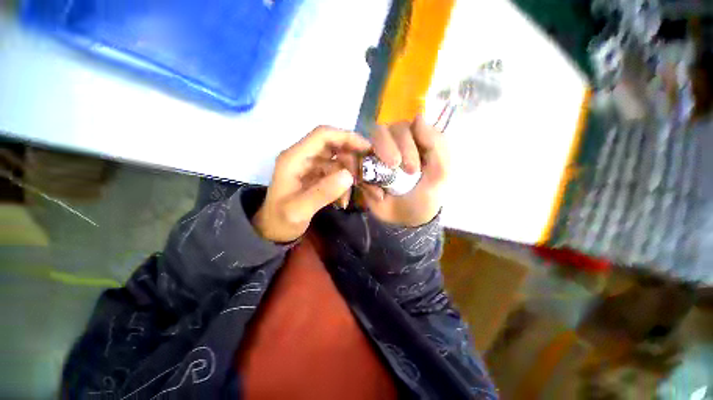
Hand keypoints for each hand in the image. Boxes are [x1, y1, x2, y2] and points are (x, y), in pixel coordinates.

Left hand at [253, 126, 370, 241]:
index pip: (322, 135)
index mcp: (294, 158)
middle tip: (366, 172)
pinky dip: (343, 182)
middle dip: (351, 156)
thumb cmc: (282, 220)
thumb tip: (348, 176)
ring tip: (354, 190)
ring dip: (349, 172)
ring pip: (336, 159)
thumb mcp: (299, 210)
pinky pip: (335, 172)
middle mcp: (302, 157)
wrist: (274, 230)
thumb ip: (322, 193)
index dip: (346, 137)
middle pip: (332, 145)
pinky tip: (344, 198)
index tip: (366, 148)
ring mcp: (309, 166)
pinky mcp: (315, 175)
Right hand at [360, 116, 447, 226]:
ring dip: (377, 156)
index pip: (406, 125)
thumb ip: (436, 146)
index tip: (412, 168)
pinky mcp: (364, 169)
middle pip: (385, 130)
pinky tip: (378, 194)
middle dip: (392, 149)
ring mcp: (377, 155)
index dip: (407, 142)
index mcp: (414, 141)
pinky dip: (362, 175)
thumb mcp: (440, 175)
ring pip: (369, 141)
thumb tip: (418, 116)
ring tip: (386, 177)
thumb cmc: (426, 198)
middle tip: (403, 174)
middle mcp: (394, 144)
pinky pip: (356, 161)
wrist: (405, 220)